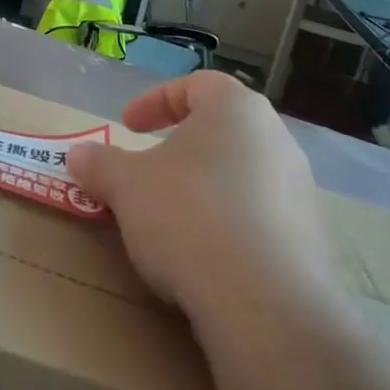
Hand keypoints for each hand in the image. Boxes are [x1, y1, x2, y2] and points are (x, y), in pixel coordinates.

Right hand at [67, 72, 335, 323]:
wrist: (264, 304)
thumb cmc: (188, 216)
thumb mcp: (126, 186)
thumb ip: (100, 164)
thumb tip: (77, 154)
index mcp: (236, 109)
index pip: (195, 85)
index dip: (155, 102)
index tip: (127, 127)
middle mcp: (276, 138)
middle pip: (221, 129)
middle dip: (181, 147)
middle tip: (149, 170)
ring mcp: (301, 190)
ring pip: (243, 173)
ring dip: (206, 187)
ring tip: (174, 218)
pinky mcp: (312, 239)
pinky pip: (262, 217)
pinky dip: (231, 224)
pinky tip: (207, 256)